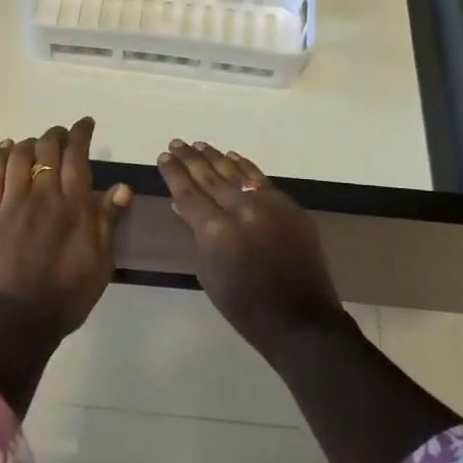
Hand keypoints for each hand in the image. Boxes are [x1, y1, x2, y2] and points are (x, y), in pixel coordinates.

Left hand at [0, 118, 130, 333]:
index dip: (81, 134)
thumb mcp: (101, 263)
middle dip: (57, 134)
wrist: (16, 320)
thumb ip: (108, 221)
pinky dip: (0, 154)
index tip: (85, 124)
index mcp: (74, 205)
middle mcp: (44, 194)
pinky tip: (6, 147)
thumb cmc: (67, 295)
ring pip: (20, 155)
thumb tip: (122, 187)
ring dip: (31, 142)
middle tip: (62, 134)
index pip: (77, 155)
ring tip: (37, 142)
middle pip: (48, 148)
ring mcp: (13, 202)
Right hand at [156, 140, 343, 356]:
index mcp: (215, 231)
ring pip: (235, 172)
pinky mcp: (288, 205)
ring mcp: (267, 204)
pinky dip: (244, 166)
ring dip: (215, 157)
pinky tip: (231, 156)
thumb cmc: (244, 306)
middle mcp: (240, 209)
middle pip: (209, 177)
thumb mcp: (208, 273)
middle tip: (175, 143)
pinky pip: (260, 179)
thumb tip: (181, 206)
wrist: (299, 319)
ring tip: (198, 145)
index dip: (174, 174)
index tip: (163, 157)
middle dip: (190, 159)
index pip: (187, 193)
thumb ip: (195, 235)